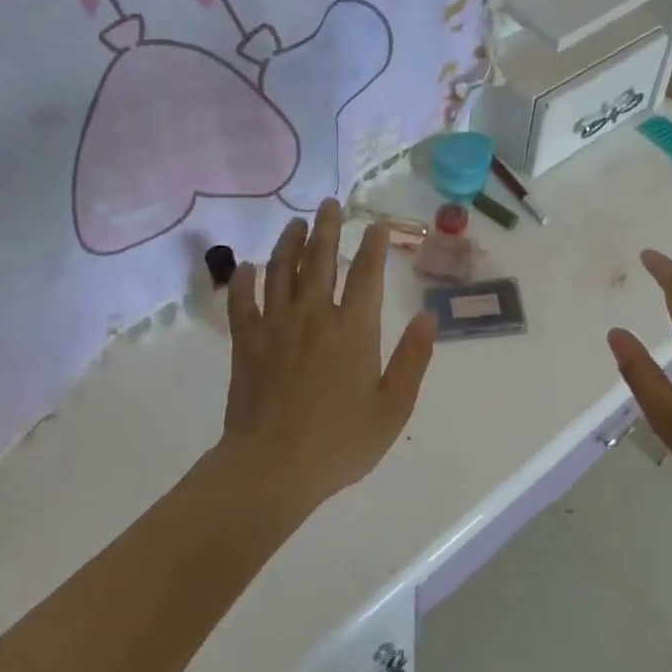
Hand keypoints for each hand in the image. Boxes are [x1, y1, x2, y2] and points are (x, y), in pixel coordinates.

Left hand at [215, 200, 436, 518]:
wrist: (272, 468)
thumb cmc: (340, 442)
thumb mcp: (392, 407)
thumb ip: (413, 359)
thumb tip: (429, 316)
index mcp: (354, 330)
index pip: (367, 274)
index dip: (375, 246)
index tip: (377, 225)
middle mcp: (314, 316)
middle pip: (320, 259)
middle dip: (328, 228)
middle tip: (330, 204)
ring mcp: (275, 326)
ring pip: (281, 271)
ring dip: (289, 243)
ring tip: (296, 224)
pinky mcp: (245, 343)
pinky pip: (241, 302)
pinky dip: (243, 281)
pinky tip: (246, 267)